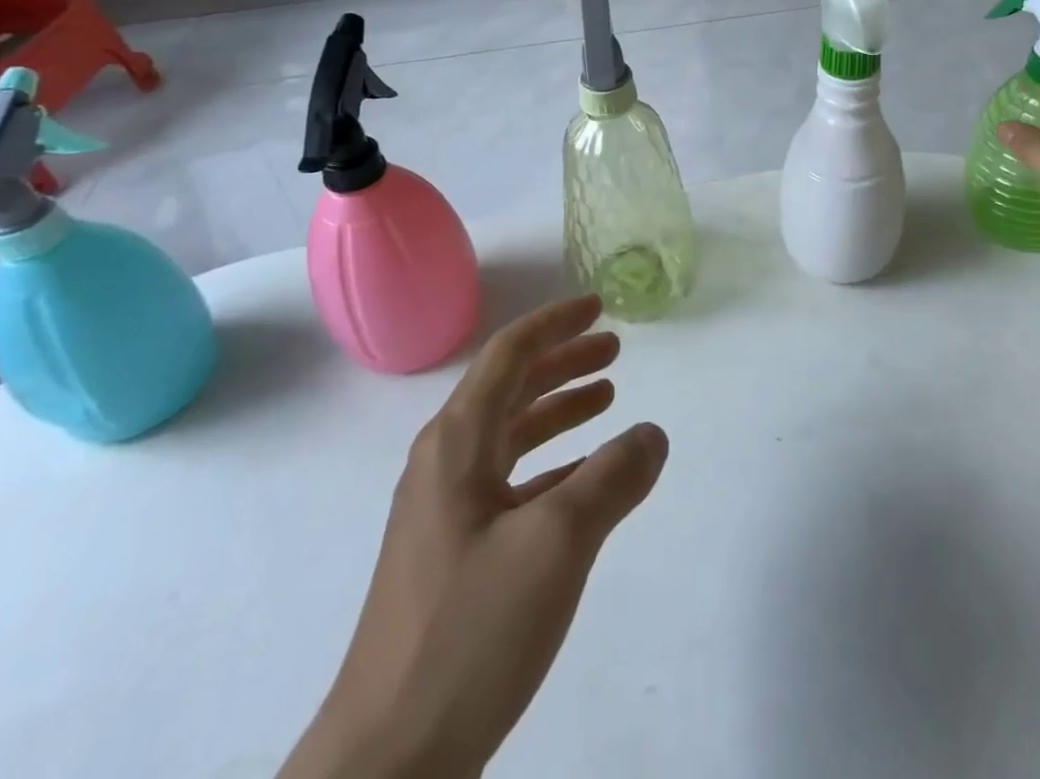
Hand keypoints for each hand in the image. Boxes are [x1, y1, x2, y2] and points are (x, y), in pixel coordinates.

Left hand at [282, 295, 667, 778]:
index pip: (510, 354)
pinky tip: (584, 477)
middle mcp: (446, 464)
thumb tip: (653, 434)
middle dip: (563, 362)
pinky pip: (511, 483)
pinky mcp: (454, 555)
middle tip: (615, 348)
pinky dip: (552, 465)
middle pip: (511, 388)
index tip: (598, 306)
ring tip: (607, 397)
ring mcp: (446, 512)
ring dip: (558, 410)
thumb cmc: (469, 632)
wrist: (387, 763)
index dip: (556, 323)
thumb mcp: (557, 544)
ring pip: (511, 436)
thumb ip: (612, 479)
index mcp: (457, 443)